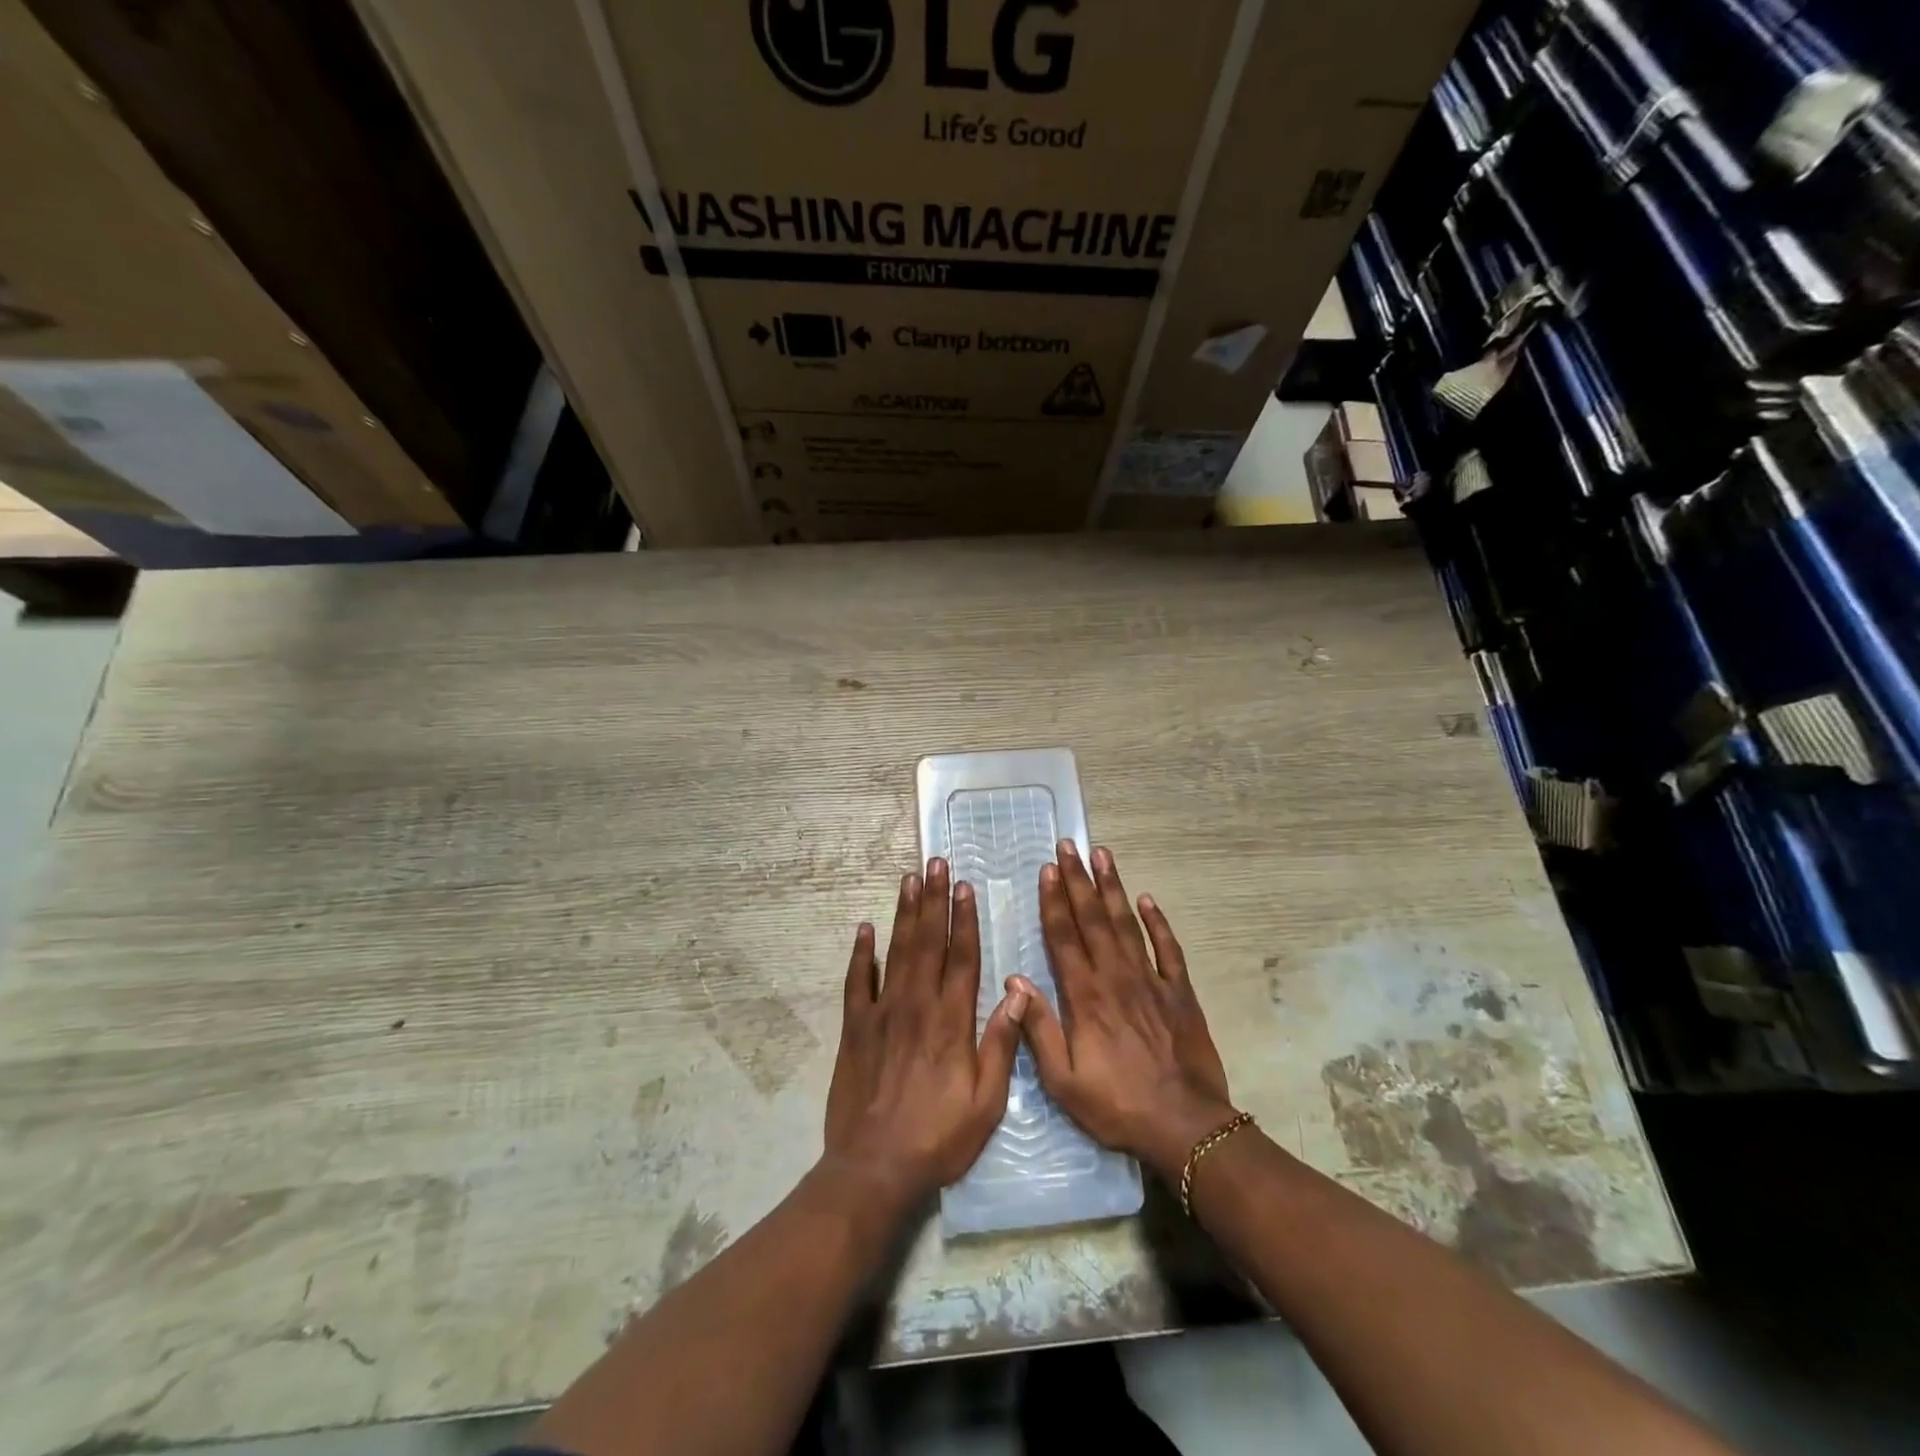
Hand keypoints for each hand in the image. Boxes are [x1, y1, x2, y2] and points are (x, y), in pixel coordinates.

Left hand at [823, 857, 1024, 1216]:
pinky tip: (865, 928)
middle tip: (935, 863)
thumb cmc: (938, 1138)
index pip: (962, 958)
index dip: (965, 919)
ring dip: (904, 913)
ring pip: (896, 952)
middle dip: (934, 900)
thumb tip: (1016, 994)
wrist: (874, 1168)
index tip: (965, 887)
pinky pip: (857, 982)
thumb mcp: (986, 1103)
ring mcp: (882, 1013)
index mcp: (952, 1021)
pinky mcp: (855, 1028)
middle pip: (928, 942)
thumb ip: (1001, 1045)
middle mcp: (917, 1006)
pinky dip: (861, 954)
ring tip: (909, 879)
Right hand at [1014, 842, 1237, 1184]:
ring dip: (1113, 888)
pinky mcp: (1180, 992)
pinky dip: (1158, 922)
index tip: (1047, 870)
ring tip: (1103, 855)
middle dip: (1078, 880)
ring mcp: (1151, 981)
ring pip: (1127, 924)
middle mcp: (1116, 977)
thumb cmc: (1118, 1106)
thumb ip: (1039, 1029)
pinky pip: (1168, 949)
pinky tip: (1148, 899)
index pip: (1064, 937)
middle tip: (1068, 846)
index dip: (1054, 901)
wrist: (1185, 1126)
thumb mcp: (1064, 1081)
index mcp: (1085, 997)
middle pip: (1093, 919)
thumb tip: (1016, 981)